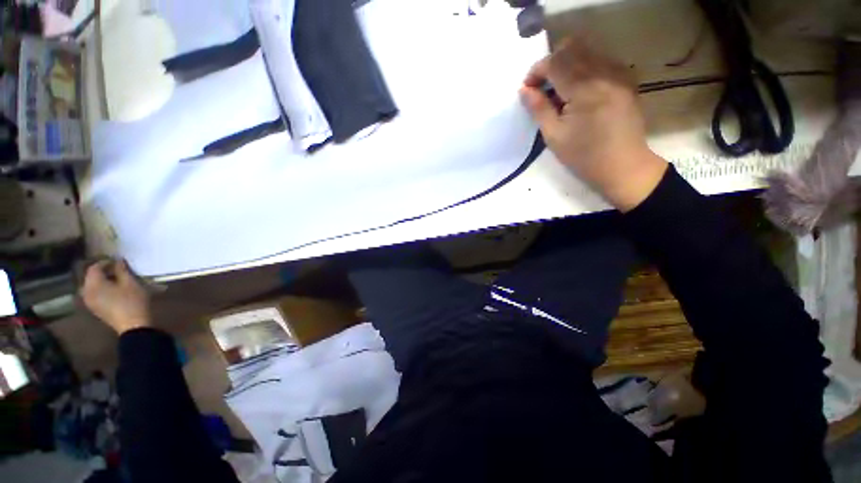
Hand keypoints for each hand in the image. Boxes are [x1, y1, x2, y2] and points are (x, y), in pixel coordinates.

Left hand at [80, 260, 151, 334]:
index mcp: (93, 284)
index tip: (118, 261)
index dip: (105, 262)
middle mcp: (86, 292)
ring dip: (102, 281)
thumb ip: (122, 270)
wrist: (133, 325)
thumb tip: (118, 261)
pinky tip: (112, 290)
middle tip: (117, 270)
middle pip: (90, 277)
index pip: (94, 268)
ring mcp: (89, 302)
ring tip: (116, 280)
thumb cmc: (132, 301)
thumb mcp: (130, 283)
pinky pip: (94, 294)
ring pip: (91, 286)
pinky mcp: (94, 308)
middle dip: (102, 272)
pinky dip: (101, 289)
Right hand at [520, 37, 667, 211]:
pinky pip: (600, 60)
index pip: (555, 62)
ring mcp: (619, 73)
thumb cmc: (584, 156)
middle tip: (542, 88)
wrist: (624, 166)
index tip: (527, 89)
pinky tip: (579, 92)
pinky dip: (583, 69)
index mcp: (584, 89)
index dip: (536, 71)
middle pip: (571, 48)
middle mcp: (604, 72)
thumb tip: (524, 90)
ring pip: (587, 51)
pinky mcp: (626, 79)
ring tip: (560, 92)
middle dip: (551, 64)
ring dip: (567, 65)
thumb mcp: (554, 136)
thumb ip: (538, 108)